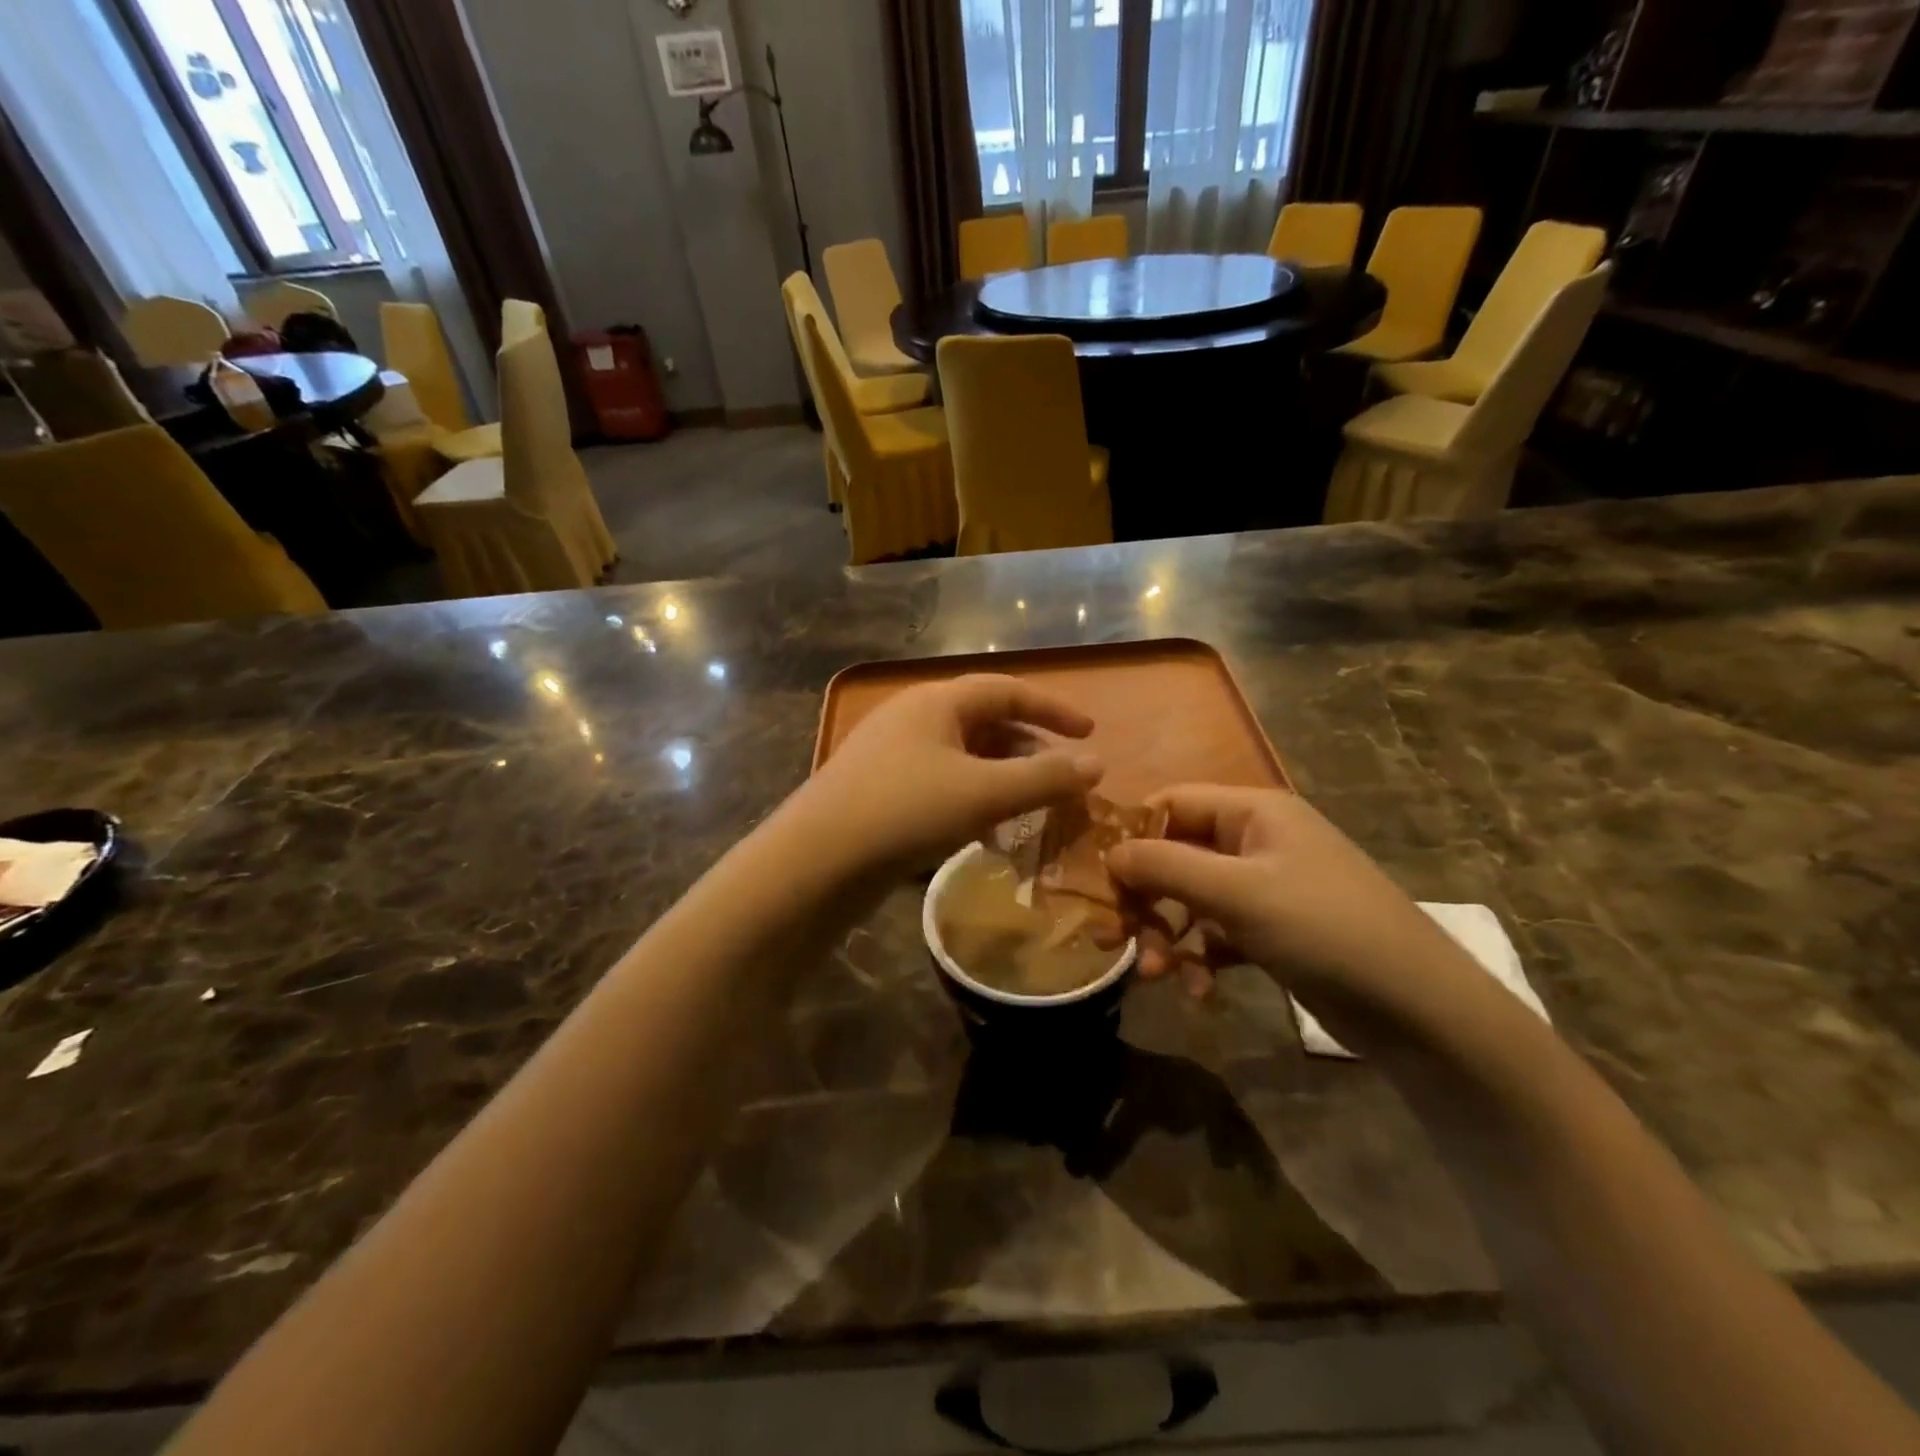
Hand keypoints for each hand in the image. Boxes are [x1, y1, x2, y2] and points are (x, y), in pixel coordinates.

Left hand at [799, 675, 1102, 876]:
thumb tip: (1097, 764)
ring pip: (962, 757)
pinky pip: (939, 783)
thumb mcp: (984, 793)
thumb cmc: (906, 811)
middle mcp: (913, 718)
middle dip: (1028, 749)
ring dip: (1001, 779)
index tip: (1090, 731)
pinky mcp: (878, 790)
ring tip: (1029, 810)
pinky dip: (971, 799)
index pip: (1008, 691)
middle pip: (985, 722)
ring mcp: (890, 754)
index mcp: (937, 702)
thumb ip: (1044, 778)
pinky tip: (983, 834)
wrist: (815, 860)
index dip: (1053, 709)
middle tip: (1061, 778)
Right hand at [1107, 786, 1455, 1011]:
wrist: (1420, 1009)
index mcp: (1252, 811)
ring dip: (1167, 935)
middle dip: (1145, 898)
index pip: (1170, 803)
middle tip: (1116, 940)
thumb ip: (1165, 866)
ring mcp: (1266, 887)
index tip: (1098, 879)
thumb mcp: (1237, 893)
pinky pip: (1217, 934)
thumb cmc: (1323, 929)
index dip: (1131, 836)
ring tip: (1156, 976)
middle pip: (1175, 855)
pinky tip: (1198, 993)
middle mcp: (1256, 840)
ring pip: (1191, 899)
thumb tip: (1107, 853)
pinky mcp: (1273, 931)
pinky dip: (1200, 959)